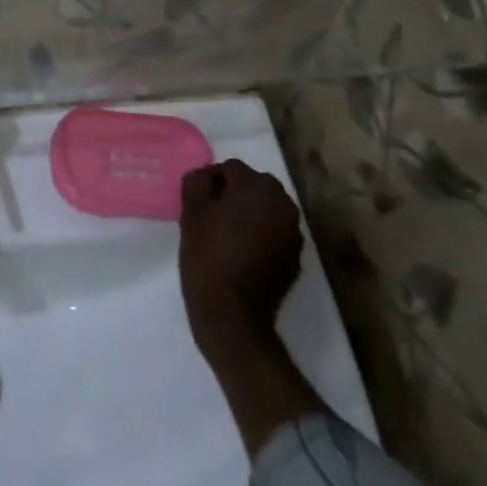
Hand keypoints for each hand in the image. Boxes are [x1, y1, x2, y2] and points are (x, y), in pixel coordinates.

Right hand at [178, 161, 321, 453]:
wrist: (233, 317)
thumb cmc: (207, 257)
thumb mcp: (191, 212)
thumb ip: (198, 181)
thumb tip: (208, 175)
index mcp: (259, 188)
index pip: (231, 168)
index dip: (211, 182)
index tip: (198, 204)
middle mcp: (283, 205)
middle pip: (253, 186)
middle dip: (233, 195)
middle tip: (211, 217)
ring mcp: (293, 233)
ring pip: (265, 209)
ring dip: (248, 214)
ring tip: (226, 236)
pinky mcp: (295, 258)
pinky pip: (274, 233)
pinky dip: (260, 235)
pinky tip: (241, 254)